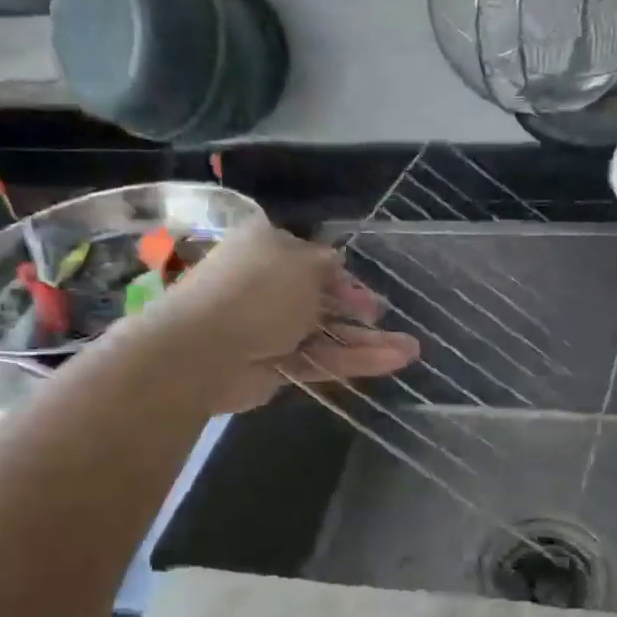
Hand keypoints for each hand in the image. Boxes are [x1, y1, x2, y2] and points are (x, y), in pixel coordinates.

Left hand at [134, 218, 419, 412]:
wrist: (204, 349)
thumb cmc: (257, 291)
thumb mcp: (302, 264)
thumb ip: (326, 266)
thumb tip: (336, 264)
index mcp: (267, 249)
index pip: (311, 261)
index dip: (343, 276)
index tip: (368, 292)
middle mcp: (267, 287)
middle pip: (321, 300)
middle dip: (358, 311)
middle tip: (387, 320)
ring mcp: (270, 330)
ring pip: (326, 334)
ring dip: (367, 341)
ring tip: (411, 350)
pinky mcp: (275, 367)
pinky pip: (320, 361)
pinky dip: (354, 362)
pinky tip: (392, 362)